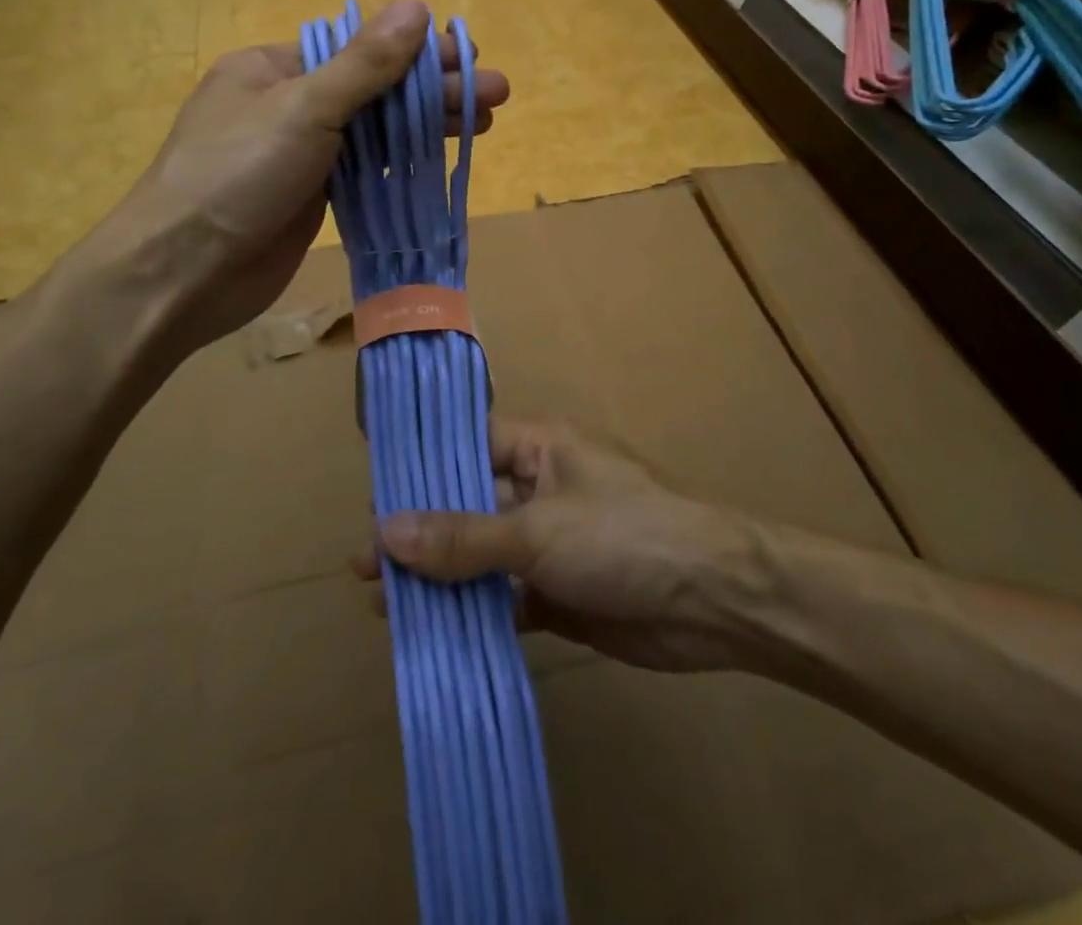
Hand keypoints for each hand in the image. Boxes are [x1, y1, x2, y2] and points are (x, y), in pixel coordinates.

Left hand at [77, 0, 509, 353]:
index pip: (357, 48)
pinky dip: (402, 163)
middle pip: (373, 89)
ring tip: (485, 122)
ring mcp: (300, 155)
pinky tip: (439, 158)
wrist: (182, 274)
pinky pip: (365, 170)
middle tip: (495, 93)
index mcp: (273, 68)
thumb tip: (415, 8)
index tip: (468, 54)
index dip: (415, 50)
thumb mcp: (303, 109)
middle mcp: (288, 105)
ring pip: (374, 132)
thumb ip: (363, 64)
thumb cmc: (235, 176)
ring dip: (425, 126)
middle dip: (433, 90)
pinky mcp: (311, 198)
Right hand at [355, 419, 754, 673]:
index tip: (373, 499)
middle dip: (422, 535)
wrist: (716, 601)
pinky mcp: (562, 593)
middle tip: (365, 569)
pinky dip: (476, 616)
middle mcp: (542, 488)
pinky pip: (507, 599)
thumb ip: (462, 536)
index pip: (468, 445)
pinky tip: (435, 637)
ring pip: (484, 558)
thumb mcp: (536, 530)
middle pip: (469, 505)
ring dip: (443, 581)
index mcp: (541, 447)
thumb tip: (384, 531)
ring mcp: (552, 543)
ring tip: (386, 608)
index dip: (422, 470)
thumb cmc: (624, 536)